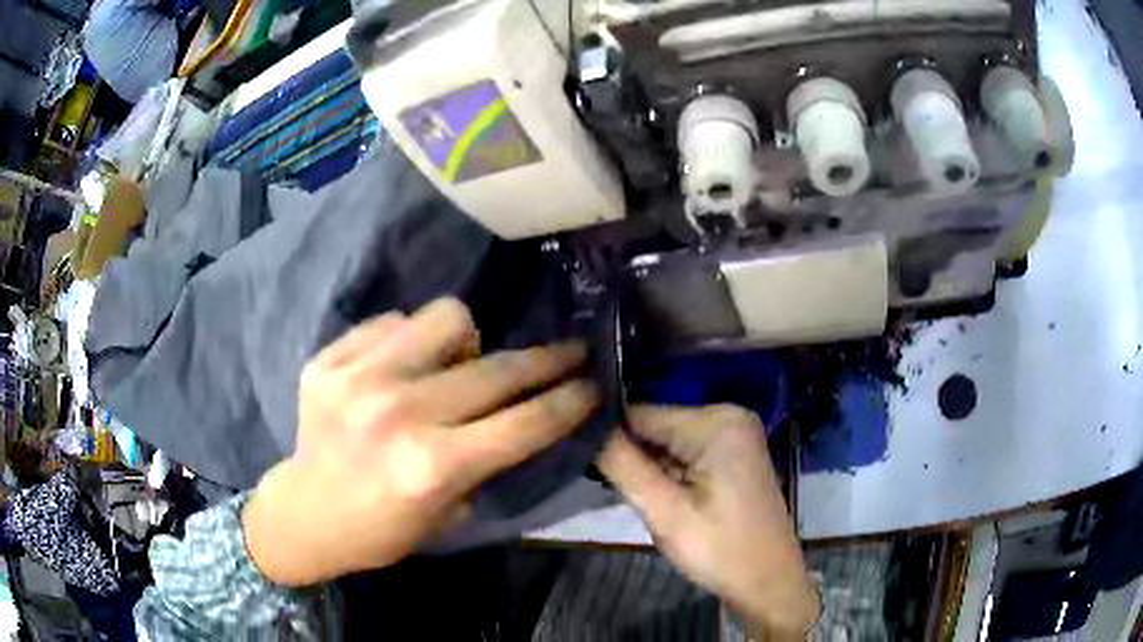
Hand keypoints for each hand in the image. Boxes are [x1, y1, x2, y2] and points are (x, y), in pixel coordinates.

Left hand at [243, 298, 598, 585]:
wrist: (305, 512)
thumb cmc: (382, 528)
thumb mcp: (449, 514)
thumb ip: (489, 460)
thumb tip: (524, 409)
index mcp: (431, 467)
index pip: (524, 423)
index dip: (568, 401)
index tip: (594, 383)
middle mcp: (397, 413)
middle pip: (496, 369)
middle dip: (547, 361)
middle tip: (569, 353)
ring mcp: (357, 378)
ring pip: (446, 318)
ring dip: (466, 341)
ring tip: (456, 364)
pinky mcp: (328, 359)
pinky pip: (393, 322)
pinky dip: (409, 341)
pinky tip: (399, 369)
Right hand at [599, 405, 818, 639]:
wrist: (768, 584)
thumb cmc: (720, 551)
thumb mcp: (665, 512)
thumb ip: (623, 466)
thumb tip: (585, 426)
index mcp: (717, 423)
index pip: (642, 414)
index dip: (609, 437)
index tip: (581, 461)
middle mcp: (728, 418)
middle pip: (656, 428)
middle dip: (632, 458)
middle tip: (615, 492)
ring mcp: (733, 437)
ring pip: (667, 444)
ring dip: (649, 470)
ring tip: (639, 500)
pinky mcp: (732, 457)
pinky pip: (685, 456)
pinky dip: (667, 476)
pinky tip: (661, 500)